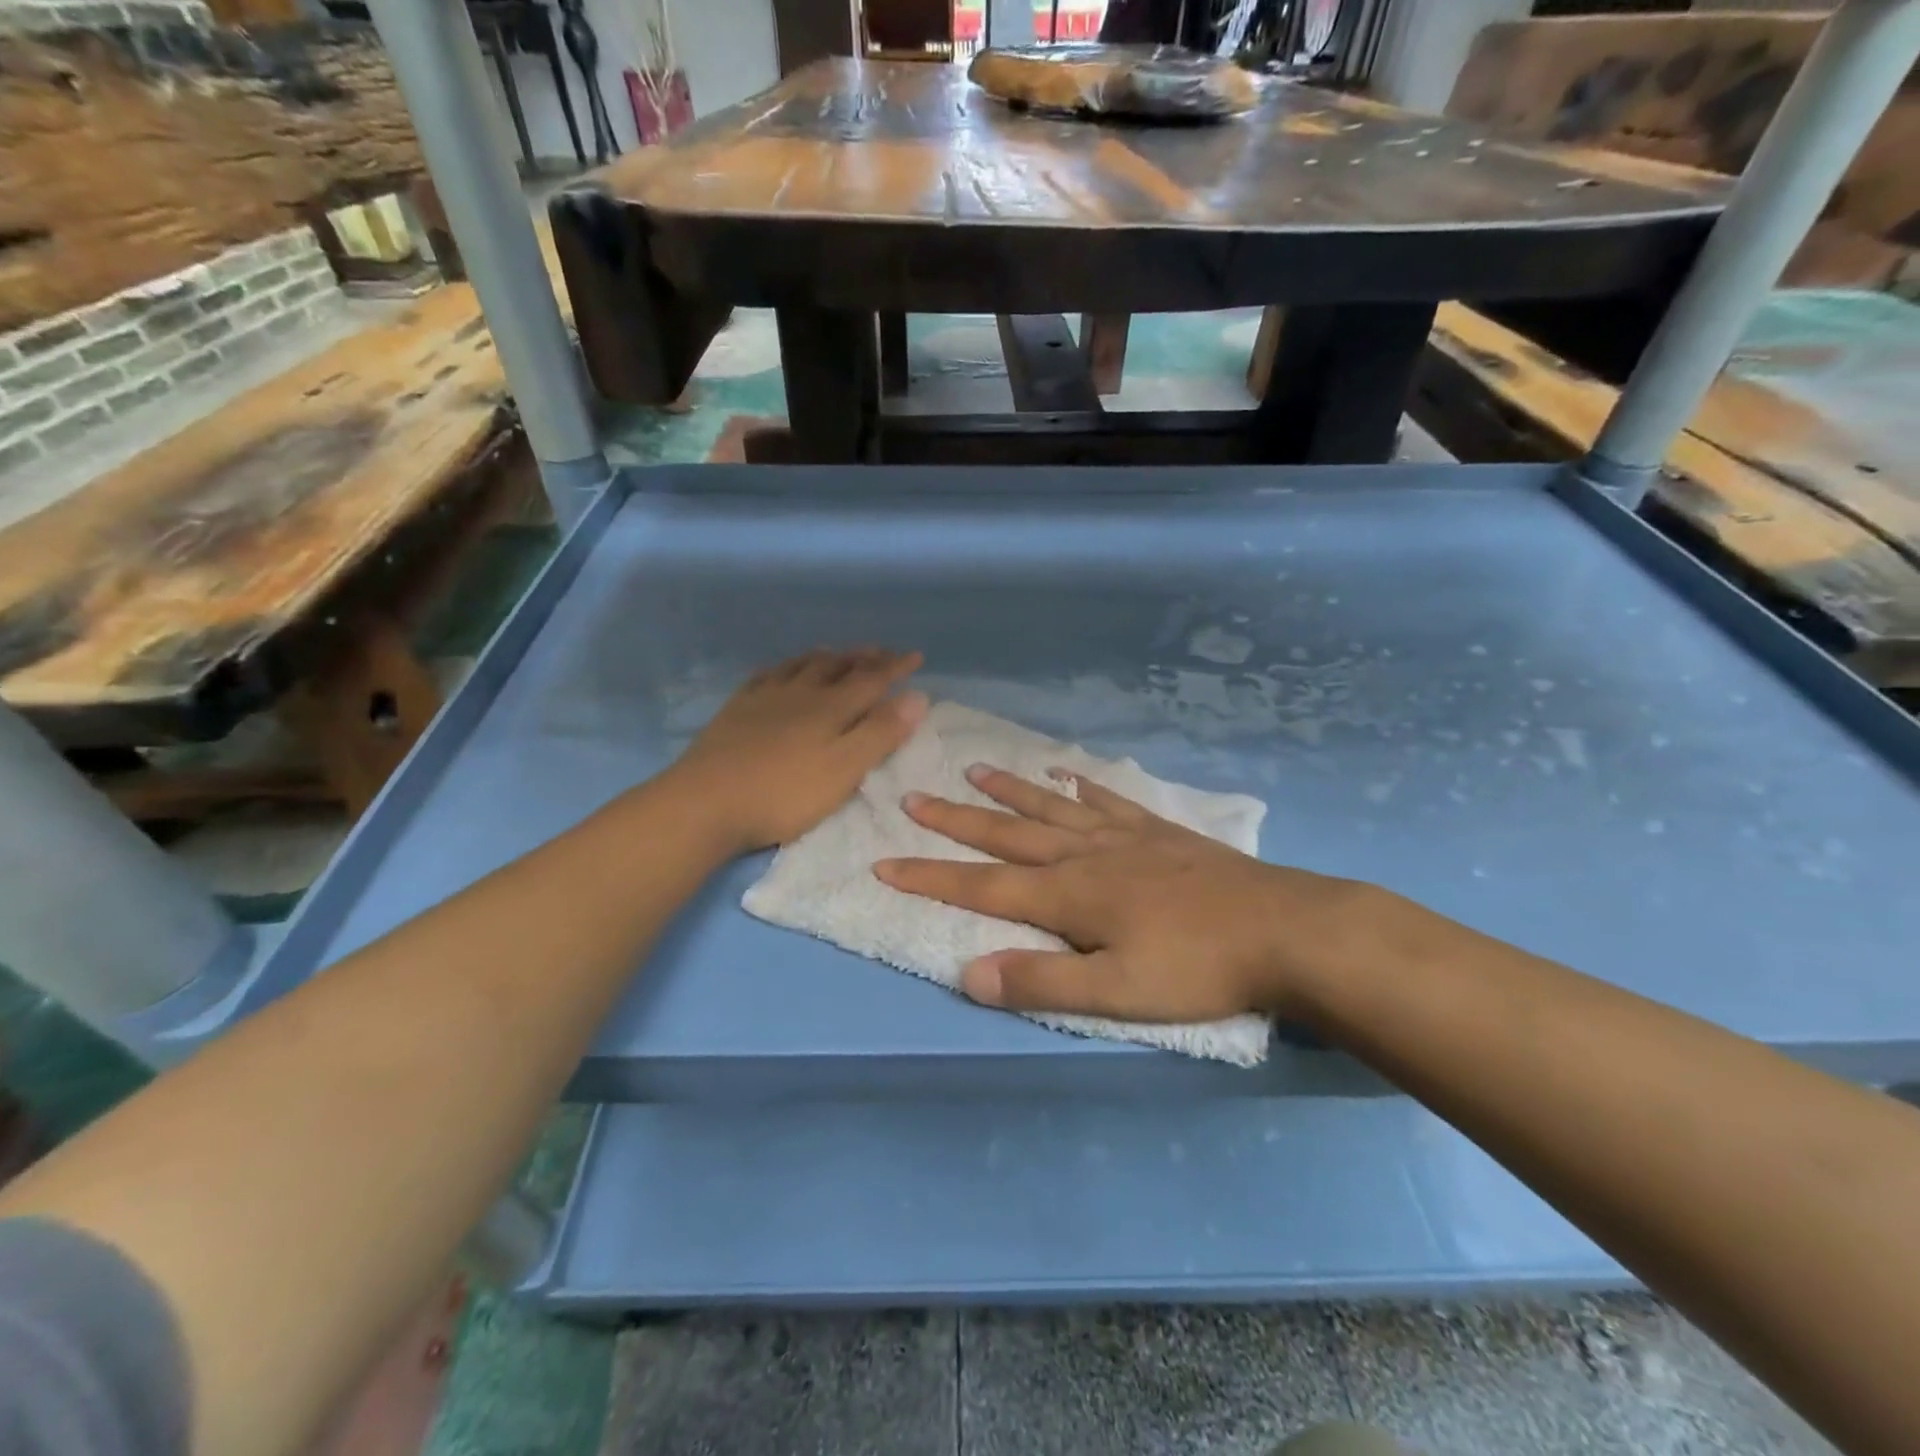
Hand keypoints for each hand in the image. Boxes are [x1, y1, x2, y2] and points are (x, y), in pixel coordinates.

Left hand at [671, 649, 926, 852]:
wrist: (706, 801)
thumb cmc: (784, 793)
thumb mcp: (844, 769)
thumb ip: (881, 733)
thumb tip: (917, 696)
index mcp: (831, 708)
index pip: (872, 680)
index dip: (896, 668)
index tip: (916, 656)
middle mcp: (800, 693)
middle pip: (837, 667)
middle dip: (863, 658)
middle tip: (880, 651)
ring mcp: (764, 699)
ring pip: (801, 666)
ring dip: (826, 657)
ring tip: (837, 652)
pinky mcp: (736, 711)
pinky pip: (765, 676)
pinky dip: (783, 667)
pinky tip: (780, 670)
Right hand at [875, 767, 1378, 1020]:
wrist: (1285, 930)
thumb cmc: (1198, 968)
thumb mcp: (1118, 992)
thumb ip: (1042, 981)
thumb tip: (967, 974)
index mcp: (1069, 894)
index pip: (982, 886)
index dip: (929, 877)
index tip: (884, 864)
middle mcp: (1085, 854)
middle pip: (1007, 834)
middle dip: (955, 819)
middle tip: (913, 797)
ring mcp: (1123, 836)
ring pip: (1051, 807)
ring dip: (1010, 790)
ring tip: (975, 769)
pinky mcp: (1158, 831)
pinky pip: (1107, 800)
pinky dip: (1081, 787)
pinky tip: (1068, 776)